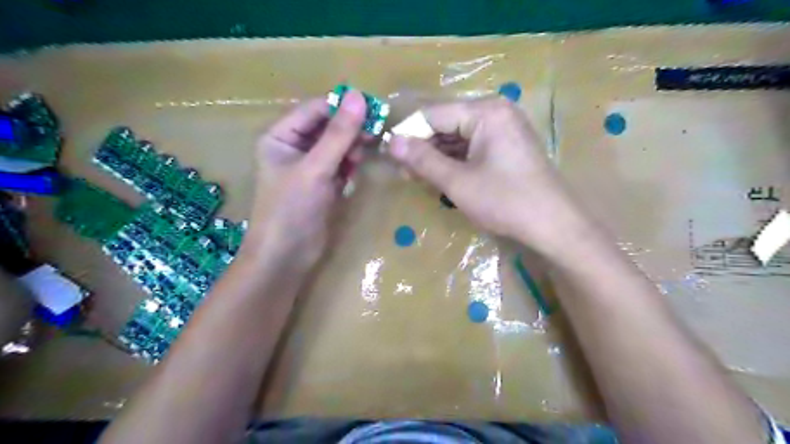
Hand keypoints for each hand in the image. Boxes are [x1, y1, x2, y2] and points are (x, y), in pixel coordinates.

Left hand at [247, 90, 369, 270]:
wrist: (287, 257)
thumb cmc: (292, 209)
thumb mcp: (315, 168)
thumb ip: (338, 134)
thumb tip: (358, 96)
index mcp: (280, 136)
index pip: (315, 110)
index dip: (342, 107)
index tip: (373, 109)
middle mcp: (293, 147)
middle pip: (328, 127)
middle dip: (349, 131)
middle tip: (373, 135)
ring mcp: (309, 167)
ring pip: (337, 147)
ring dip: (351, 149)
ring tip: (358, 160)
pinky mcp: (322, 184)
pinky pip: (340, 165)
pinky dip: (349, 166)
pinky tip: (352, 175)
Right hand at [387, 96, 591, 255]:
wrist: (554, 225)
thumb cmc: (505, 202)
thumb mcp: (458, 182)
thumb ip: (423, 160)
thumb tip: (391, 142)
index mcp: (485, 112)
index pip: (433, 114)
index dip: (408, 134)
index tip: (389, 155)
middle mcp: (495, 111)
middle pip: (446, 123)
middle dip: (423, 147)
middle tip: (403, 172)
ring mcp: (504, 128)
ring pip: (458, 136)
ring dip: (437, 156)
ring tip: (418, 177)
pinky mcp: (507, 145)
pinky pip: (472, 146)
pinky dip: (455, 160)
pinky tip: (441, 176)